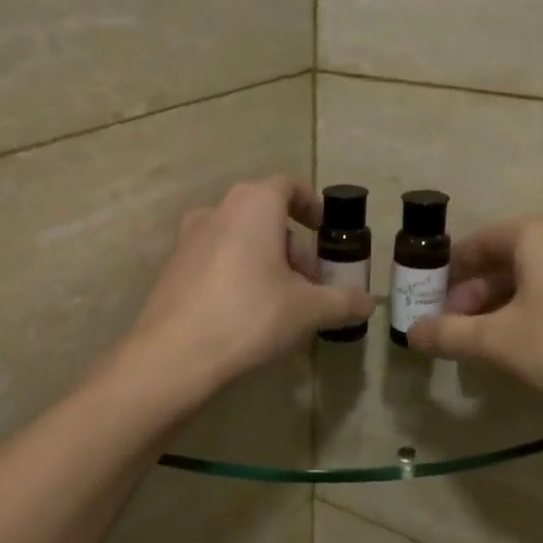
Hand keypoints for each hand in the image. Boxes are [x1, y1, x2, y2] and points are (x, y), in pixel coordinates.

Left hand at [123, 176, 373, 398]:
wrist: (175, 355)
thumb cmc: (250, 317)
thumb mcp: (308, 311)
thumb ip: (343, 301)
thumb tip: (369, 303)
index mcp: (254, 205)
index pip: (287, 186)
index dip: (310, 204)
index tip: (323, 230)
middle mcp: (217, 211)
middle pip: (264, 215)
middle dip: (291, 245)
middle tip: (308, 283)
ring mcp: (188, 239)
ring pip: (238, 238)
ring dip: (264, 260)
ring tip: (279, 301)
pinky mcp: (172, 268)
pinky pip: (215, 259)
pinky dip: (236, 273)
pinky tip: (244, 313)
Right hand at [406, 215, 542, 421]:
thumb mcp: (496, 342)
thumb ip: (448, 334)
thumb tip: (412, 334)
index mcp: (537, 234)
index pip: (478, 242)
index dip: (448, 272)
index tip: (429, 301)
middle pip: (508, 258)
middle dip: (475, 292)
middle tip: (456, 327)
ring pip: (537, 275)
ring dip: (504, 303)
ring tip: (487, 339)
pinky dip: (536, 308)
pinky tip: (530, 343)